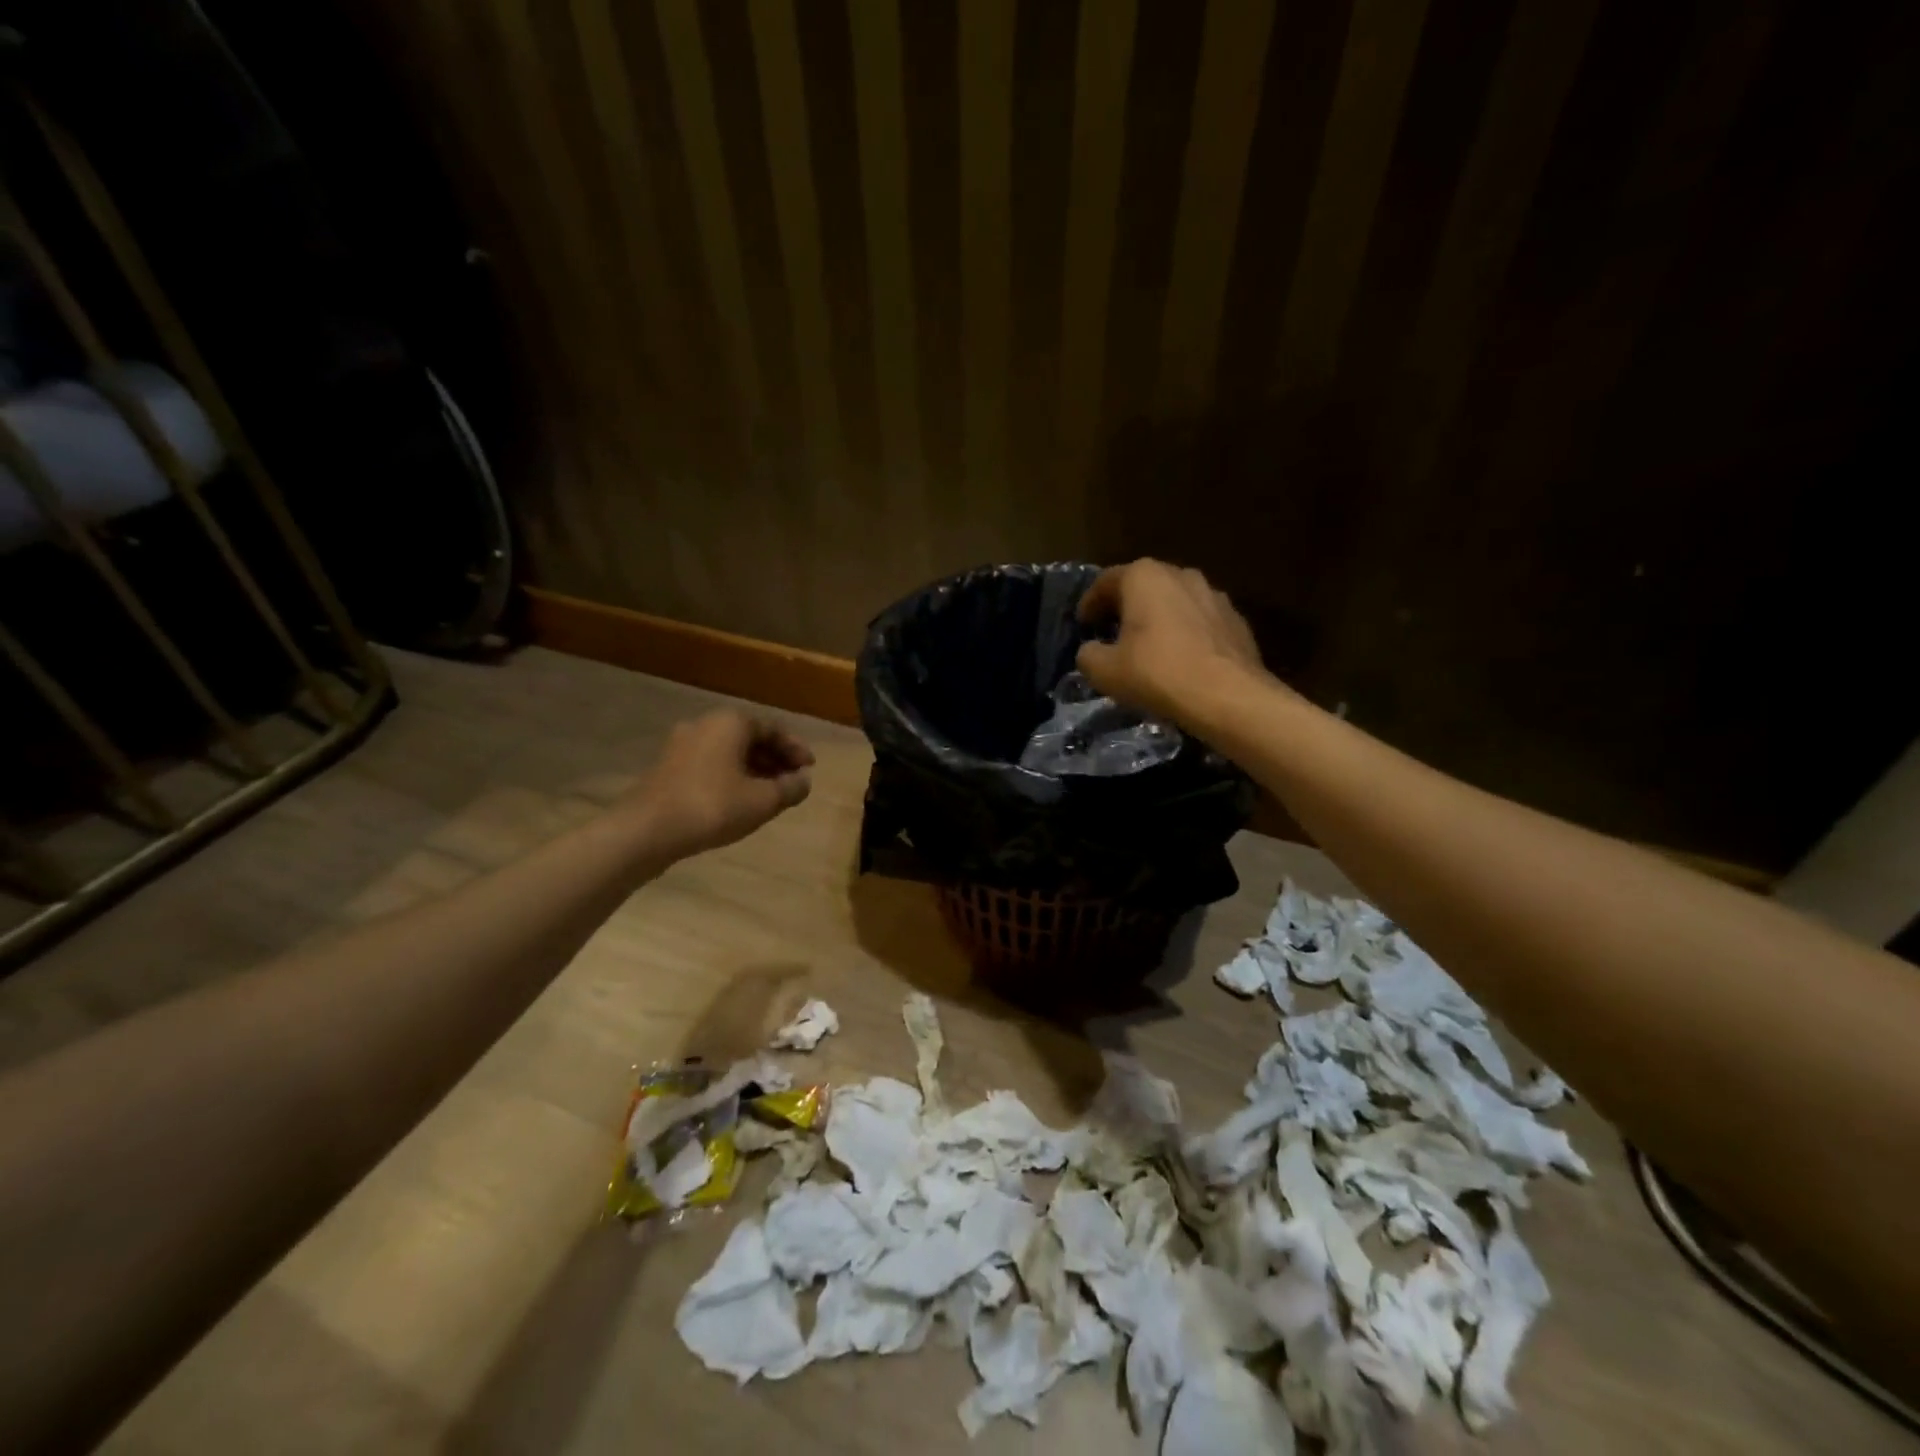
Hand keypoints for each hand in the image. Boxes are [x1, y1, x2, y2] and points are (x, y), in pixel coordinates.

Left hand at [634, 711, 814, 856]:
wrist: (647, 830)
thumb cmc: (712, 806)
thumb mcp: (763, 801)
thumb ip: (790, 788)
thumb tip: (804, 781)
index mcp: (731, 722)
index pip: (773, 729)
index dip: (795, 750)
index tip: (810, 770)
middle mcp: (705, 724)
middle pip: (750, 738)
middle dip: (775, 760)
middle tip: (792, 783)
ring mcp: (681, 745)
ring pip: (729, 752)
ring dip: (753, 770)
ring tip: (769, 795)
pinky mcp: (668, 767)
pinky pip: (710, 764)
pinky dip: (731, 777)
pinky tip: (739, 801)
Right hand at [1075, 559, 1270, 725]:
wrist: (1228, 696)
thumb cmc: (1157, 673)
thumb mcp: (1104, 671)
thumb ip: (1088, 654)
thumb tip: (1092, 651)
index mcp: (1144, 576)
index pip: (1106, 581)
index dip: (1090, 604)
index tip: (1083, 624)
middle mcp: (1181, 574)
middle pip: (1144, 586)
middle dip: (1126, 607)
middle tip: (1112, 632)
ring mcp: (1214, 595)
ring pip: (1175, 602)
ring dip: (1159, 619)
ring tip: (1148, 646)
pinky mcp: (1236, 620)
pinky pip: (1200, 622)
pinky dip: (1185, 634)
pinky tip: (1181, 659)